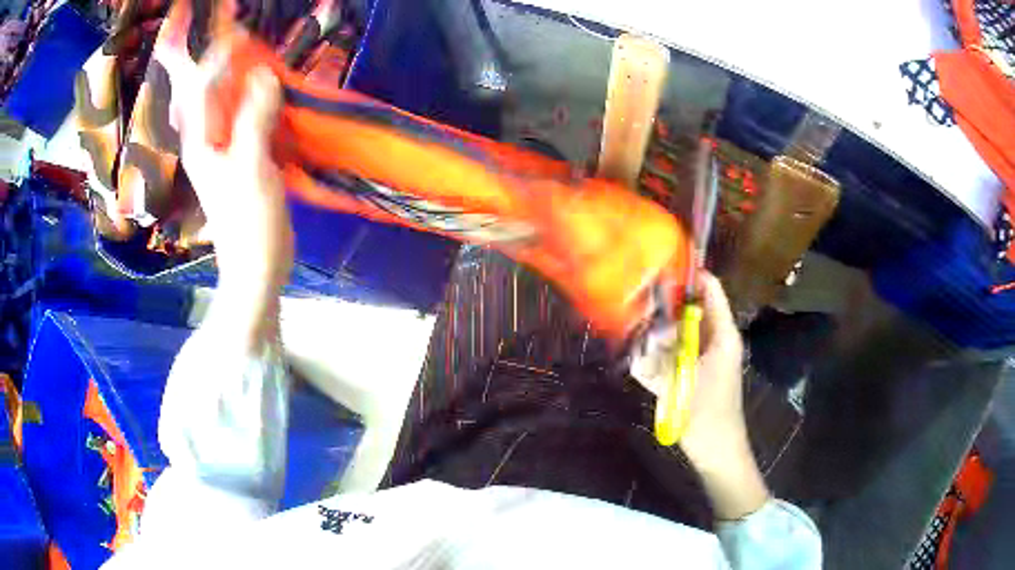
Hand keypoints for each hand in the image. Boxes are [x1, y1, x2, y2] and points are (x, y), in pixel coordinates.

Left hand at [173, 45, 293, 348]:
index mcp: (201, 142)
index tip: (236, 31)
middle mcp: (207, 141)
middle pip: (209, 92)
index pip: (201, 88)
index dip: (215, 57)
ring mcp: (224, 150)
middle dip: (222, 62)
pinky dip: (256, 101)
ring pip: (227, 105)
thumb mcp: (252, 167)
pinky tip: (271, 91)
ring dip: (240, 78)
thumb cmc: (249, 221)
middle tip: (243, 35)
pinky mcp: (242, 158)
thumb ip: (254, 120)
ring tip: (258, 54)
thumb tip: (264, 75)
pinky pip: (245, 119)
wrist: (257, 265)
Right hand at [631, 272, 767, 518]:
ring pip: (679, 332)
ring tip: (635, 334)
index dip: (688, 275)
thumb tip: (642, 332)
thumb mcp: (683, 381)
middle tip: (635, 305)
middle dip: (663, 308)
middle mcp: (714, 339)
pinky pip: (674, 354)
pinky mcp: (693, 373)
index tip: (657, 266)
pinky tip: (641, 359)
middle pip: (689, 310)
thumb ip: (661, 356)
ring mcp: (703, 357)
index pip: (709, 290)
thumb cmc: (708, 414)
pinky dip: (659, 355)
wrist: (716, 451)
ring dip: (658, 334)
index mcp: (722, 334)